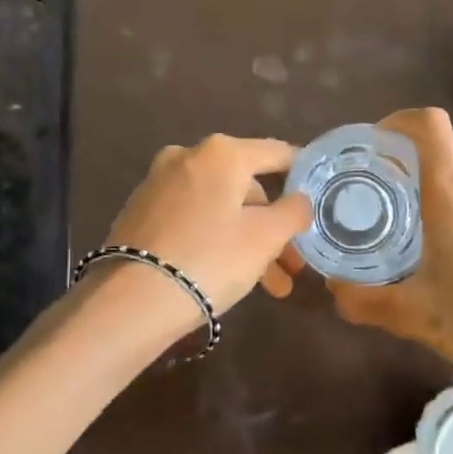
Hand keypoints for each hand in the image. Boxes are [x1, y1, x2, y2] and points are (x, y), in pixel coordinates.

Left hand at [102, 135, 312, 321]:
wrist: (131, 300)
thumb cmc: (210, 259)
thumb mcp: (265, 238)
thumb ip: (293, 212)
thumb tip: (300, 200)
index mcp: (222, 153)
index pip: (276, 153)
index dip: (303, 173)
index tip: (321, 195)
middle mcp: (187, 156)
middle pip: (246, 187)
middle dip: (272, 226)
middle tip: (292, 265)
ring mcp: (159, 183)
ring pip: (219, 207)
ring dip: (248, 240)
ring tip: (270, 287)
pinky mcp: (140, 211)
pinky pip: (192, 218)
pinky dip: (215, 238)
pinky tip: (227, 273)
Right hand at [302, 108, 452, 419]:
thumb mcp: (416, 318)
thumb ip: (365, 301)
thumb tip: (332, 288)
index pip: (429, 125)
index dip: (398, 122)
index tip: (374, 147)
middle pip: (446, 139)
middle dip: (411, 149)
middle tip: (385, 183)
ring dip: (439, 172)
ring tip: (418, 212)